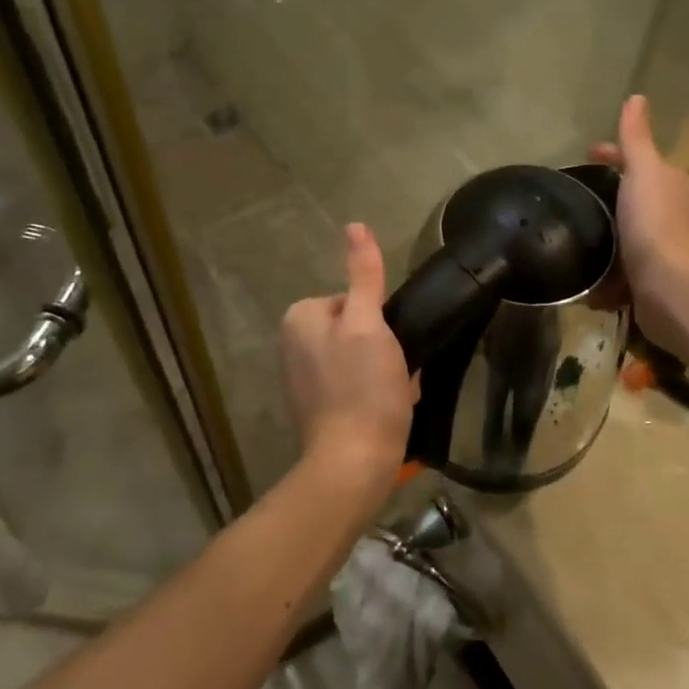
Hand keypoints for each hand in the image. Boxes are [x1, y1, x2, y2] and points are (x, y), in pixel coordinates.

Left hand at [280, 223, 413, 508]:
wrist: (354, 464)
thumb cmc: (363, 387)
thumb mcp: (368, 323)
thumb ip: (363, 274)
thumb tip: (355, 225)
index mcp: (299, 318)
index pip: (351, 299)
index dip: (378, 319)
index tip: (389, 345)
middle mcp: (291, 345)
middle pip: (354, 327)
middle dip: (380, 346)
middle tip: (396, 371)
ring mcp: (302, 379)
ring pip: (357, 356)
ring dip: (382, 369)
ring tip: (396, 391)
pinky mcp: (316, 408)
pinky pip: (352, 384)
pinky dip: (372, 392)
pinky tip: (388, 407)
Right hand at [592, 95, 688, 344]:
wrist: (669, 286)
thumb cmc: (654, 222)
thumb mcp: (643, 170)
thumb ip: (636, 138)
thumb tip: (637, 97)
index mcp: (667, 183)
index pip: (636, 160)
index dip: (613, 154)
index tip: (586, 155)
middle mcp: (667, 212)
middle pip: (631, 195)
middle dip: (607, 193)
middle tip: (572, 194)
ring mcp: (658, 248)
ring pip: (625, 231)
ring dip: (604, 231)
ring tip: (572, 231)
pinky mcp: (646, 279)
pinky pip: (619, 268)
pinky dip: (603, 269)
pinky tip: (583, 272)